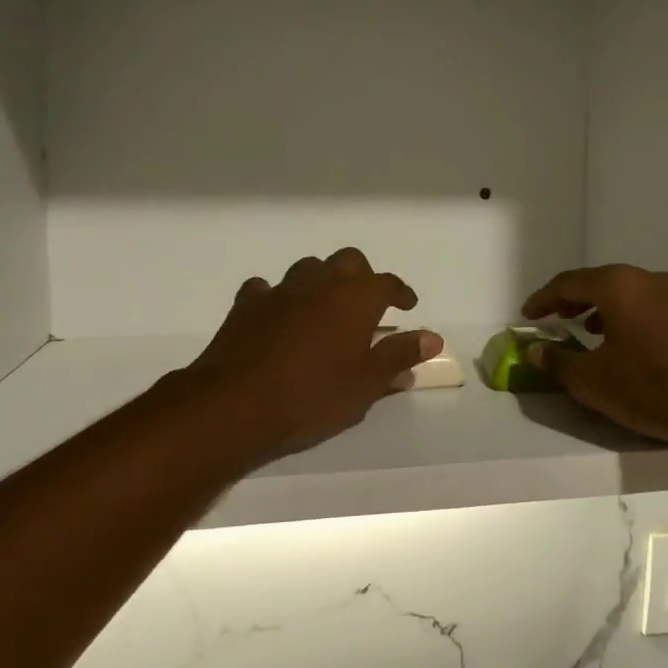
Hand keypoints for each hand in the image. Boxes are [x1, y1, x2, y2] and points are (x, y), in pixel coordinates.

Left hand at [179, 248, 442, 462]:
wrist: (235, 405)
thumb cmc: (313, 396)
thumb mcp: (366, 384)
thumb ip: (399, 355)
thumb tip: (432, 337)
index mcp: (355, 298)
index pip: (387, 283)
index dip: (400, 292)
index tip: (407, 305)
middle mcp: (320, 283)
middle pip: (348, 262)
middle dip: (362, 277)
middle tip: (368, 303)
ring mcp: (280, 291)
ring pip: (308, 269)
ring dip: (322, 282)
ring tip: (326, 308)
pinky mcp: (246, 306)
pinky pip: (267, 289)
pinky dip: (279, 298)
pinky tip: (279, 316)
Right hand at [521, 265, 667, 445]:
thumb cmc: (649, 388)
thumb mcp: (592, 380)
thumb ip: (557, 362)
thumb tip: (535, 351)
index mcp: (618, 285)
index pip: (568, 283)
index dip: (543, 299)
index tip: (527, 316)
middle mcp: (648, 279)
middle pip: (600, 282)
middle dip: (573, 300)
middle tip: (554, 318)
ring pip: (627, 293)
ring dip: (601, 308)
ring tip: (587, 331)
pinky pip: (649, 306)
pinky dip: (627, 317)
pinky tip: (626, 344)